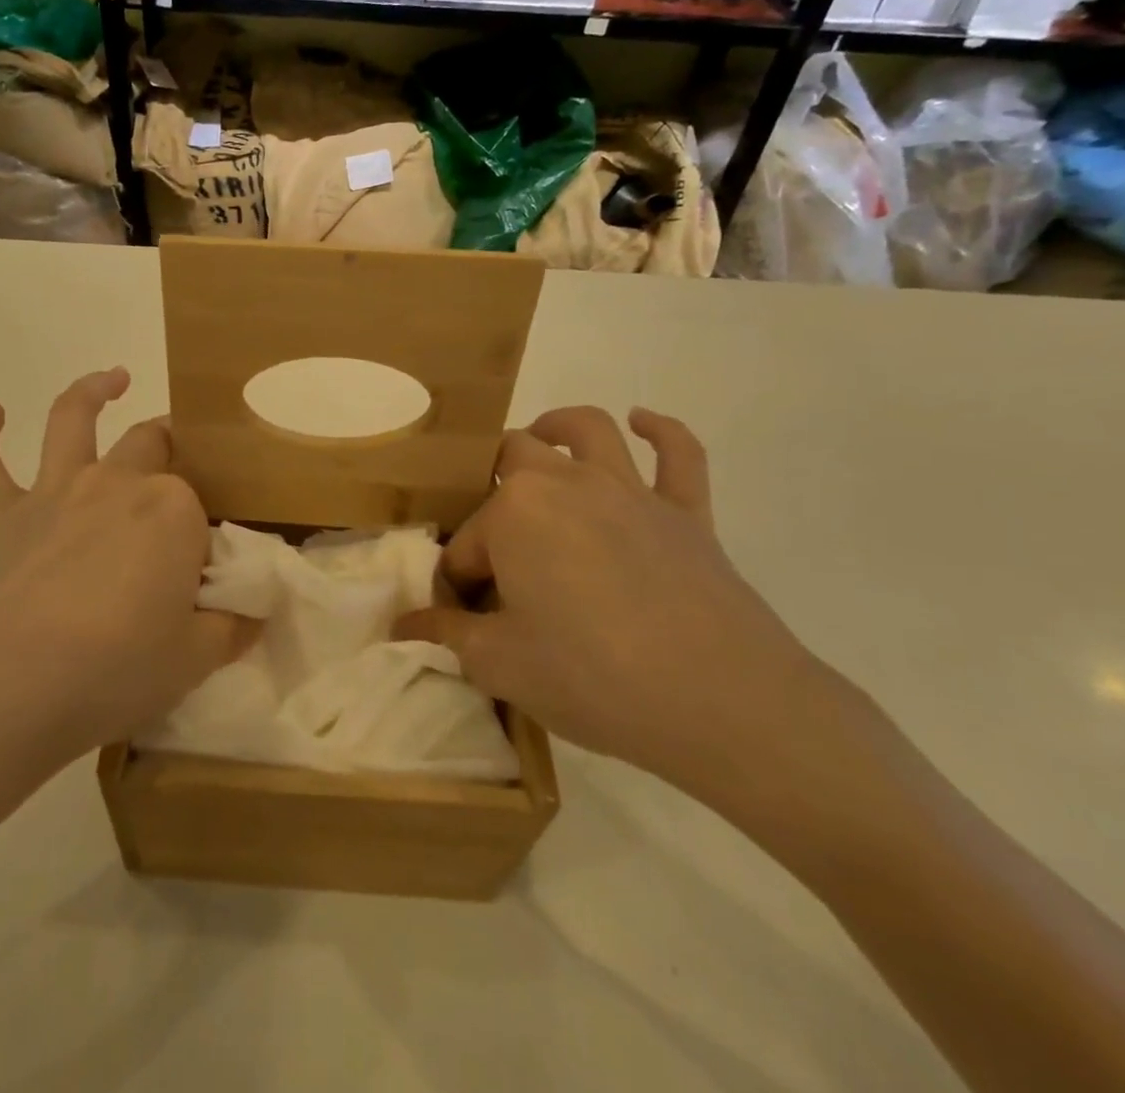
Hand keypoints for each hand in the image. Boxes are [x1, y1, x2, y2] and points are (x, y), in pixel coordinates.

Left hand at [0, 369, 253, 861]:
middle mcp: (115, 483)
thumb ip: (231, 629)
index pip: (199, 508)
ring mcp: (53, 492)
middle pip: (151, 445)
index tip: (201, 575)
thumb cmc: (113, 672)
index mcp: (171, 510)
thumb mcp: (194, 661)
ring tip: (114, 378)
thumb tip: (253, 614)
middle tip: (181, 460)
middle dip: (171, 445)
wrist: (4, 691)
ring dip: (92, 391)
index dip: (202, 537)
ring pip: (72, 420)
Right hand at [394, 406, 835, 801]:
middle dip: (491, 490)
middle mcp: (566, 482)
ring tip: (543, 439)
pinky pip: (679, 454)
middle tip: (494, 540)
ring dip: (558, 427)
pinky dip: (661, 432)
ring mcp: (631, 490)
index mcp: (514, 512)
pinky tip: (644, 422)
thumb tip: (402, 627)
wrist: (722, 702)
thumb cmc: (593, 677)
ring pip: (587, 431)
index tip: (466, 626)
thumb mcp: (500, 666)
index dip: (460, 586)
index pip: (467, 546)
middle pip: (512, 461)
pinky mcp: (686, 510)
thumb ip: (445, 637)